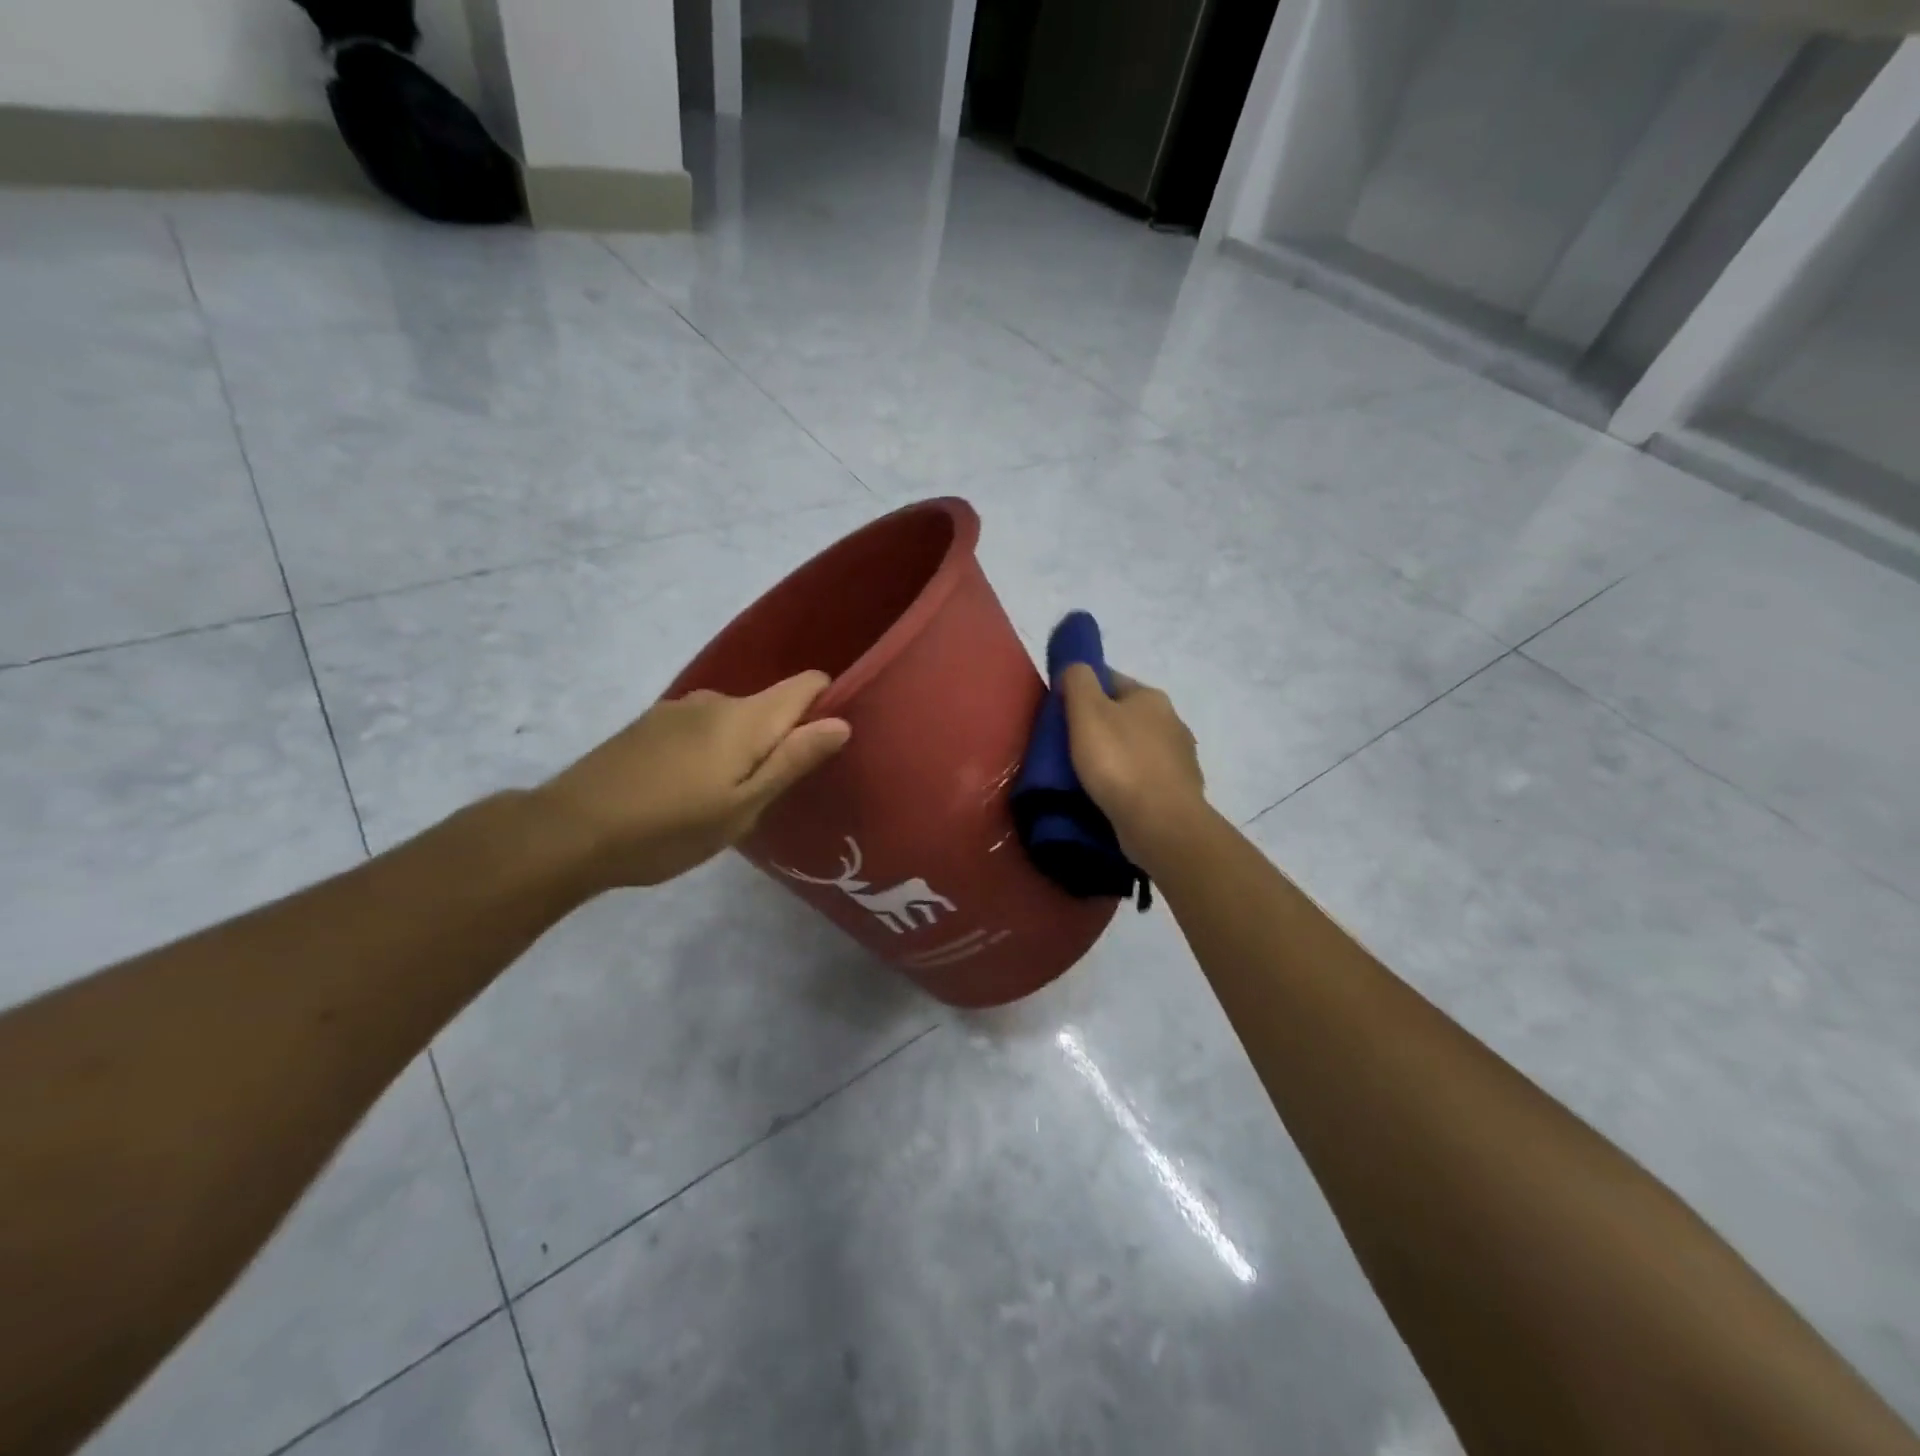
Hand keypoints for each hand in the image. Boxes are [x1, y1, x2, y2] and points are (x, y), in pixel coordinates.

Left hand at [538, 672, 850, 889]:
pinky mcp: (649, 725)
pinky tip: (687, 791)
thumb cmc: (668, 827)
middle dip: (782, 739)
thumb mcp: (742, 806)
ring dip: (742, 749)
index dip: (828, 705)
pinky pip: (701, 729)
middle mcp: (715, 700)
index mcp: (746, 717)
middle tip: (772, 795)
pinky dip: (710, 751)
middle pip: (770, 706)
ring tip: (726, 799)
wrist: (568, 831)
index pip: (807, 683)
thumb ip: (793, 760)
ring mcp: (677, 710)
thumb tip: (841, 722)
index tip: (827, 747)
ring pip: (733, 721)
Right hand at [1061, 665, 1208, 874]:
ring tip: (1086, 777)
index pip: (1110, 680)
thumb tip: (1075, 668)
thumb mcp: (1087, 712)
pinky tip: (1111, 797)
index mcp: (1151, 697)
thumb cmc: (1120, 762)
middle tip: (1067, 748)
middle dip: (1099, 727)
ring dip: (1115, 758)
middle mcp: (1172, 721)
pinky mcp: (1178, 792)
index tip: (1060, 714)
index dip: (1082, 691)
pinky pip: (1144, 779)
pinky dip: (1128, 784)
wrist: (1162, 824)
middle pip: (1124, 716)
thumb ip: (1078, 681)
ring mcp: (1179, 759)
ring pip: (1136, 749)